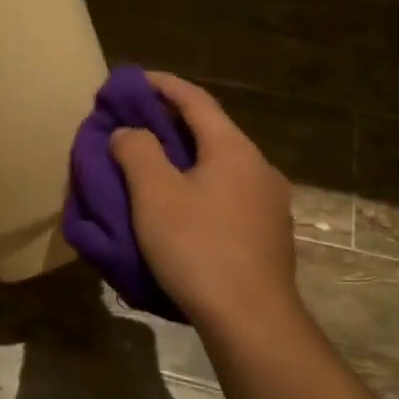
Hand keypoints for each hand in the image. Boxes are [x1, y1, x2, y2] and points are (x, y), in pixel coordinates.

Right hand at [110, 73, 299, 331]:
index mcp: (233, 149)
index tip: (134, 79)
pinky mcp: (269, 235)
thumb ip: (137, 152)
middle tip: (136, 124)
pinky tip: (182, 209)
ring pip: (220, 166)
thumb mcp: (154, 195)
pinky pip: (228, 195)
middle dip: (172, 123)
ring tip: (154, 167)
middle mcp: (259, 167)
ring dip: (187, 159)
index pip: (195, 100)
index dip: (162, 85)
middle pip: (211, 131)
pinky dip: (201, 188)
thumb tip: (129, 132)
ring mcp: (269, 203)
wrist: (252, 320)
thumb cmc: (198, 248)